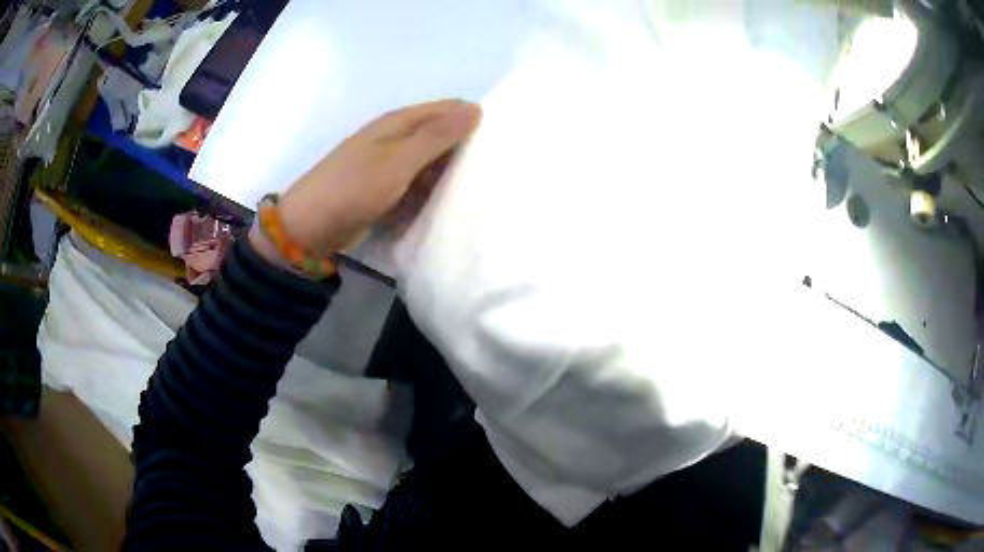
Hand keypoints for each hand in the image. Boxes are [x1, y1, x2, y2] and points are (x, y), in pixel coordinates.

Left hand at [259, 99, 481, 257]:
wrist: (310, 228)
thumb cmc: (354, 187)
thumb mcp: (398, 160)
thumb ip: (436, 135)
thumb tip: (475, 108)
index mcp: (398, 122)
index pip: (447, 109)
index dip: (473, 118)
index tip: (503, 138)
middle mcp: (396, 139)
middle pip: (440, 135)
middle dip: (465, 148)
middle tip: (498, 168)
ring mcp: (389, 165)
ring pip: (430, 163)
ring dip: (450, 173)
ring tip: (484, 187)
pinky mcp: (385, 190)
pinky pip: (418, 184)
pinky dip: (432, 191)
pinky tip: (451, 203)